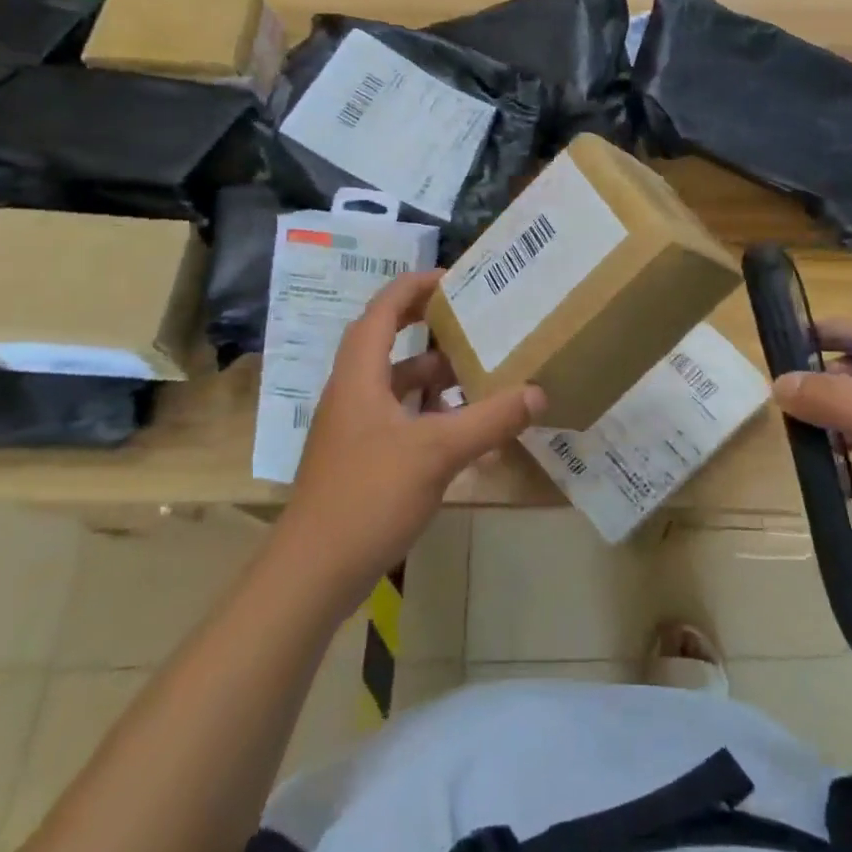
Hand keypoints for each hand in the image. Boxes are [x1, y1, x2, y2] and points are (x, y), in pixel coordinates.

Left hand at [279, 271, 544, 608]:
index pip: (383, 309)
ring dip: (431, 374)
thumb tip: (539, 392)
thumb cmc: (369, 495)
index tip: (453, 279)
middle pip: (387, 341)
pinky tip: (460, 429)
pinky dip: (427, 412)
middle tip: (468, 318)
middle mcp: (352, 392)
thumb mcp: (437, 452)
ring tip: (476, 372)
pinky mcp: (359, 458)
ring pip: (395, 383)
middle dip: (426, 326)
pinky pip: (397, 416)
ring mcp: (353, 427)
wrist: (312, 573)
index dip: (414, 286)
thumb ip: (490, 420)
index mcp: (360, 375)